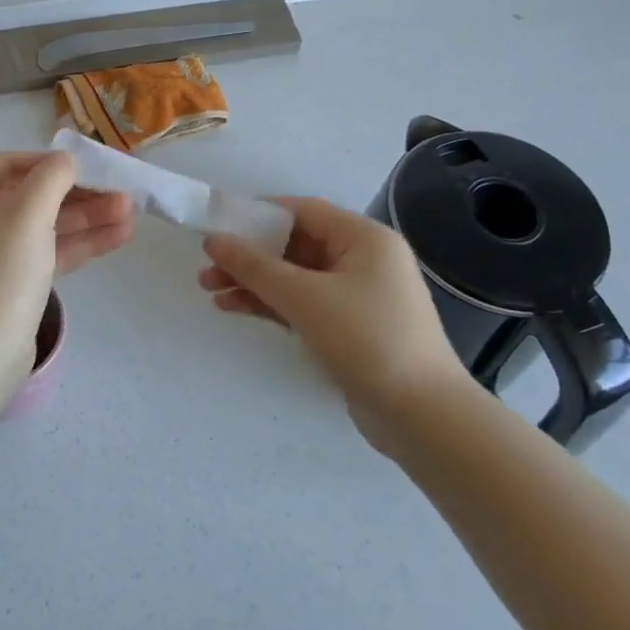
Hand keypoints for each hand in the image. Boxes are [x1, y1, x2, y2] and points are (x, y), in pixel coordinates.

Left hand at [0, 151, 135, 360]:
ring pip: (45, 227)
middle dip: (78, 194)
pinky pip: (48, 254)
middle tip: (120, 192)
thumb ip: (51, 177)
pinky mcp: (12, 285)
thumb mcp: (28, 213)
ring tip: (131, 214)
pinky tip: (118, 237)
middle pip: (32, 196)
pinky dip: (79, 244)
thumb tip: (65, 160)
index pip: (7, 164)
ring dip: (86, 218)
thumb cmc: (0, 270)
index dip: (47, 161)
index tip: (85, 166)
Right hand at [199, 199, 467, 453]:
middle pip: (294, 245)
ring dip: (254, 282)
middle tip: (207, 268)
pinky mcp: (349, 327)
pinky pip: (303, 303)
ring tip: (211, 291)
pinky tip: (235, 308)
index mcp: (364, 238)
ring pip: (295, 277)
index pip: (302, 211)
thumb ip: (255, 266)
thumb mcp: (304, 297)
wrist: (422, 417)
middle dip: (249, 256)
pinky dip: (271, 304)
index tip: (217, 225)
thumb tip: (213, 240)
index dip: (256, 215)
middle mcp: (363, 259)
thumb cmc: (367, 340)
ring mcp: (357, 296)